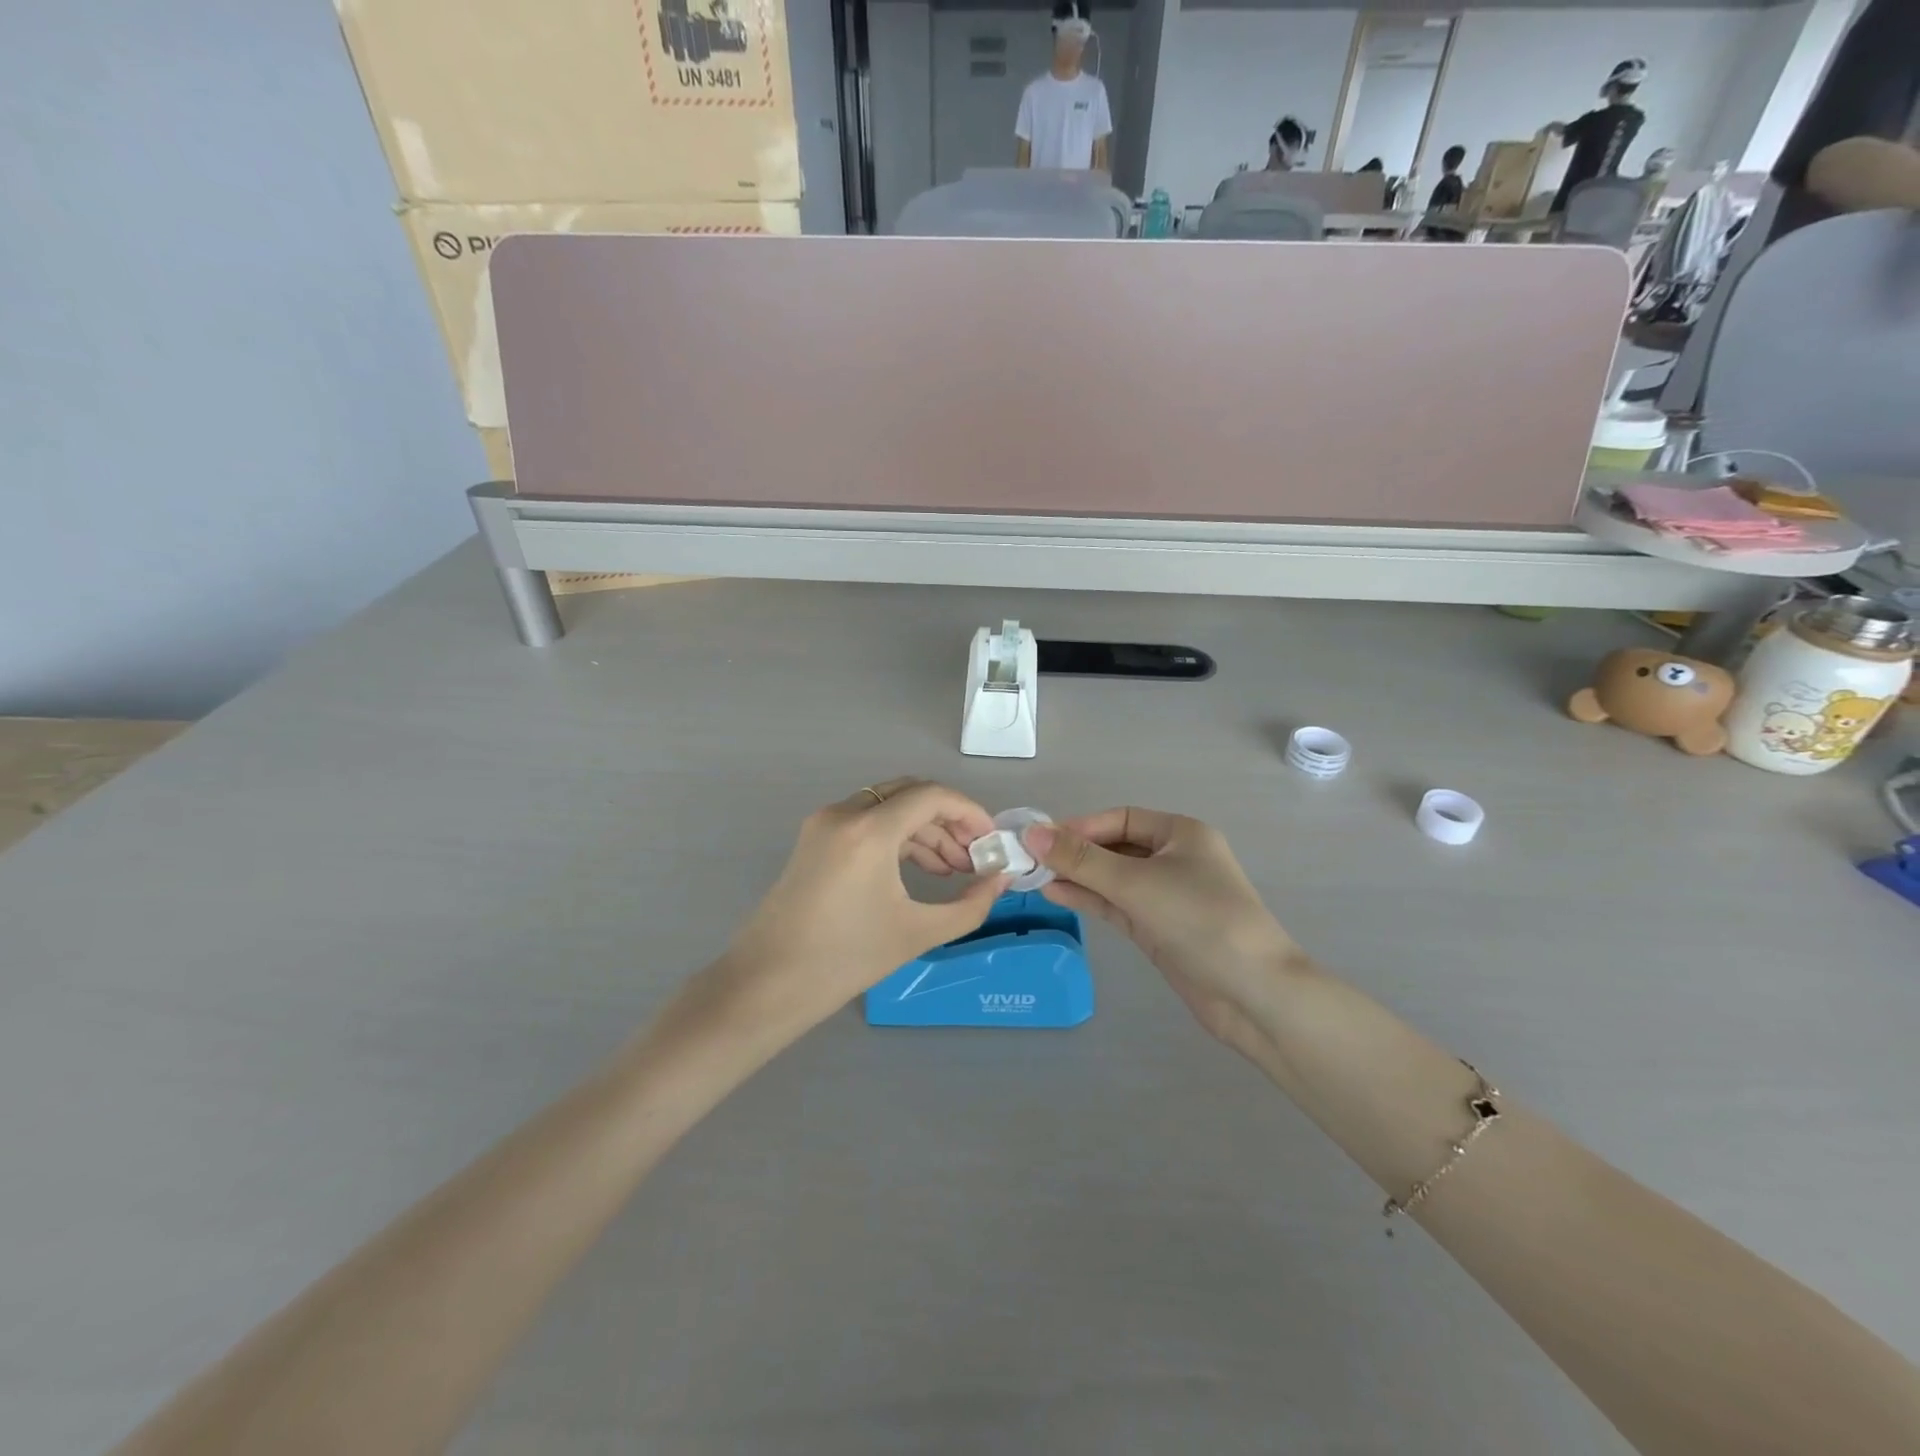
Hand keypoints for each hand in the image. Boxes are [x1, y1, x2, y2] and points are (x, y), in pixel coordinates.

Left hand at [695, 779, 1006, 1039]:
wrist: (768, 984)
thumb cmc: (846, 959)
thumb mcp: (918, 932)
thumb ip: (970, 905)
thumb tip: (1001, 881)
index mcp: (869, 830)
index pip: (931, 797)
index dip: (969, 813)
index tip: (992, 841)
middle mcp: (844, 813)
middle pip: (910, 794)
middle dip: (948, 820)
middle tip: (974, 856)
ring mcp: (824, 824)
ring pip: (888, 807)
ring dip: (924, 831)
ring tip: (952, 871)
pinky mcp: (814, 840)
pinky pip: (866, 823)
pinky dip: (897, 838)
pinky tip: (919, 871)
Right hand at [1024, 809, 1304, 1060]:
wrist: (1254, 994)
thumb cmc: (1200, 920)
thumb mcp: (1137, 883)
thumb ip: (1082, 860)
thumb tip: (1032, 833)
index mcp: (1181, 833)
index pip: (1120, 819)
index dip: (1080, 826)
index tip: (1040, 839)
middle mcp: (1174, 858)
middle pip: (1115, 847)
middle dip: (1075, 853)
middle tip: (1029, 860)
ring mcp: (1167, 896)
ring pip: (1113, 878)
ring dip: (1077, 877)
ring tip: (1033, 878)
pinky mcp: (1159, 929)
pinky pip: (1117, 905)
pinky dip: (1090, 899)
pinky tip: (1056, 895)